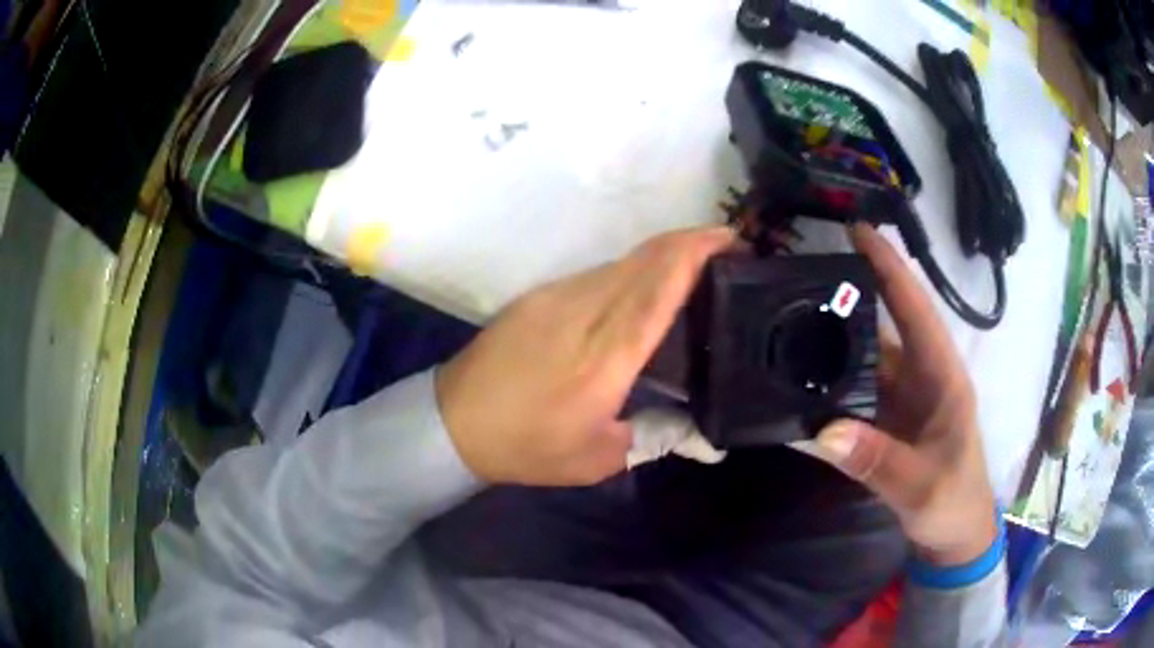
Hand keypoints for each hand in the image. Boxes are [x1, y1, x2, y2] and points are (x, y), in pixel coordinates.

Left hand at [436, 227, 735, 486]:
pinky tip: (642, 291)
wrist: (454, 420)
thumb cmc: (529, 446)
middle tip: (726, 249)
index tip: (730, 239)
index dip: (696, 253)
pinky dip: (632, 271)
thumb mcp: (599, 458)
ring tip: (692, 270)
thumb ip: (658, 437)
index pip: (659, 286)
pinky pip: (598, 273)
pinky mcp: (540, 295)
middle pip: (646, 258)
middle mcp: (585, 311)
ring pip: (622, 261)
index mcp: (606, 354)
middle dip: (690, 243)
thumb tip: (702, 433)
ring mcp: (557, 296)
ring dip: (662, 256)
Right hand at [800, 224, 996, 565]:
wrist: (954, 533)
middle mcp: (921, 377)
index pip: (916, 309)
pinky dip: (830, 384)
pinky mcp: (887, 421)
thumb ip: (878, 460)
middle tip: (800, 276)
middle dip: (850, 296)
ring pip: (866, 358)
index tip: (857, 230)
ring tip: (788, 321)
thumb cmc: (952, 501)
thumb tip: (824, 429)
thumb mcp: (920, 485)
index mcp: (942, 376)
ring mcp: (902, 400)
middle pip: (884, 326)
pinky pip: (855, 393)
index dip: (890, 267)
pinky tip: (798, 382)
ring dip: (834, 340)